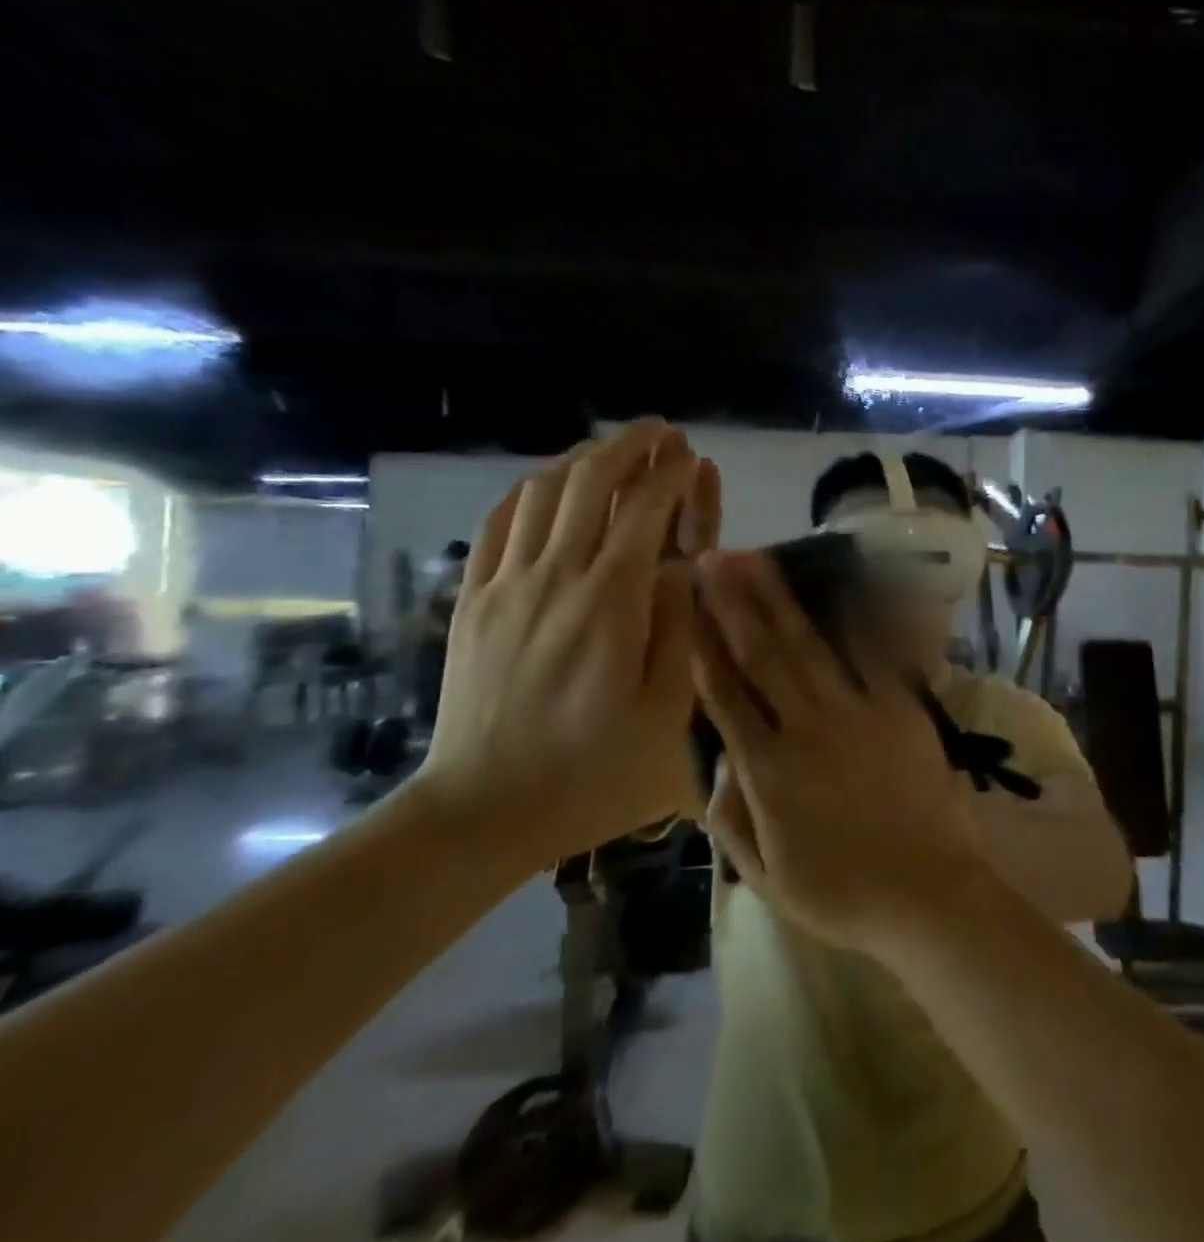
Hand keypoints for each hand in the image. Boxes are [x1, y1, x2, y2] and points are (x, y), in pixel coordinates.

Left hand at [407, 421, 720, 875]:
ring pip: (540, 492)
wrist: (483, 810)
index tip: (692, 452)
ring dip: (581, 459)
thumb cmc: (593, 770)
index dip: (671, 471)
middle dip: (629, 446)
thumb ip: (681, 628)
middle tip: (660, 431)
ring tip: (613, 451)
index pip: (645, 509)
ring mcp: (505, 585)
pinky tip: (547, 488)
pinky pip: (497, 524)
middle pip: (589, 483)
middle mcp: (555, 577)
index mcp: (610, 602)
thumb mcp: (667, 712)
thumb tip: (687, 565)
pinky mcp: (472, 602)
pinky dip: (528, 491)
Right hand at [692, 550, 988, 954]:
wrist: (928, 893)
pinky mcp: (900, 707)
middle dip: (734, 603)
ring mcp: (858, 712)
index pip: (725, 696)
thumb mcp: (766, 877)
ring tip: (758, 560)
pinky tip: (839, 585)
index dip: (703, 646)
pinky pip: (874, 654)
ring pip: (810, 646)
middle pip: (763, 655)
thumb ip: (731, 818)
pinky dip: (856, 618)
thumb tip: (718, 761)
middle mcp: (807, 728)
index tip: (687, 605)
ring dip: (779, 599)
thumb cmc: (843, 893)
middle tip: (713, 558)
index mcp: (768, 771)